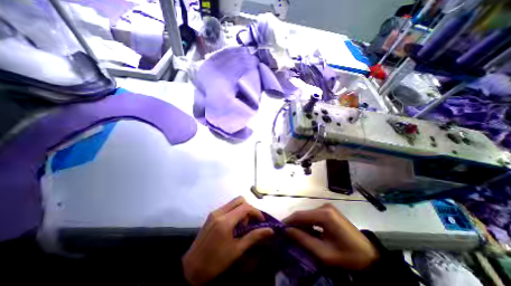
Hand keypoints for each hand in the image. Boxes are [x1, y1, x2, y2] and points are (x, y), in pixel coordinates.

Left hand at [181, 196, 272, 285]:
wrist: (190, 268)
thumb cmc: (215, 262)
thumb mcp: (236, 250)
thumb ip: (254, 237)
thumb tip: (270, 230)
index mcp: (225, 221)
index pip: (245, 207)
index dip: (256, 212)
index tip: (261, 221)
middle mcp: (220, 212)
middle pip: (240, 200)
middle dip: (249, 208)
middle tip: (250, 223)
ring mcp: (214, 212)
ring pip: (233, 202)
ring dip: (241, 209)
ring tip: (242, 226)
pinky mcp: (211, 215)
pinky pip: (227, 207)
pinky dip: (234, 211)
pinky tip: (233, 225)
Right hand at [283, 203, 378, 270]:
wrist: (370, 257)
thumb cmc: (347, 256)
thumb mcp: (323, 252)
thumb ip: (303, 240)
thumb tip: (287, 231)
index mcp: (324, 214)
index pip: (300, 215)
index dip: (288, 221)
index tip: (279, 228)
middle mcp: (324, 207)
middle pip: (304, 214)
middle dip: (294, 223)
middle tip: (286, 234)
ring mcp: (327, 208)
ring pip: (308, 215)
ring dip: (301, 224)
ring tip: (295, 235)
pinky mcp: (329, 211)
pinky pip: (314, 216)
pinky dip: (308, 223)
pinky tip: (307, 232)